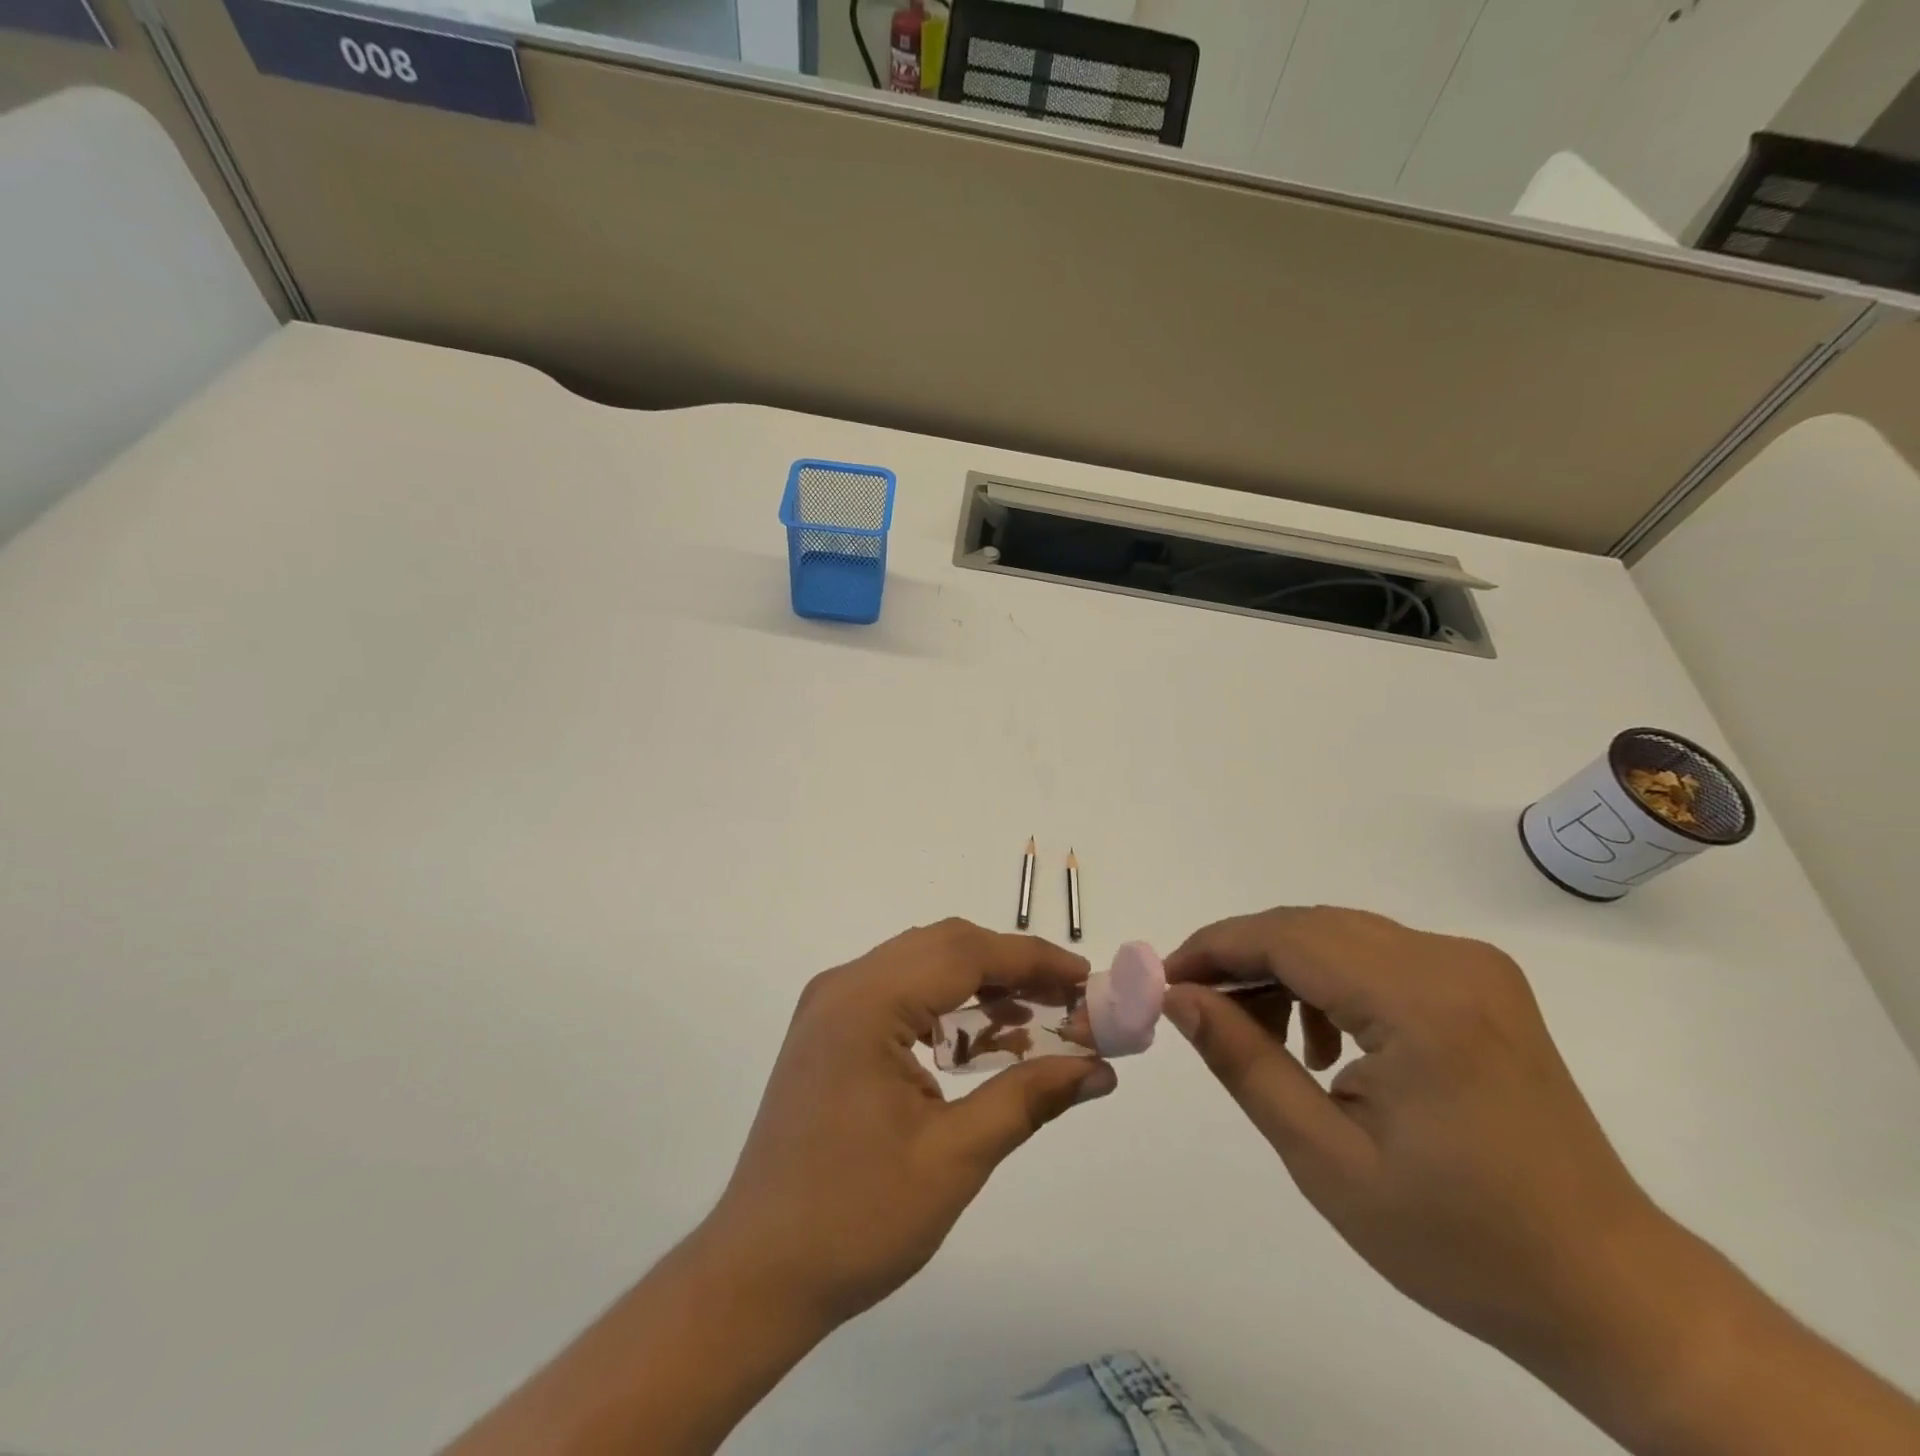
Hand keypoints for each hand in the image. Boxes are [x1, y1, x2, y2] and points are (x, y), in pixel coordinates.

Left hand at [702, 918, 1114, 1329]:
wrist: (756, 1275)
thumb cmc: (855, 1219)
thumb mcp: (954, 1157)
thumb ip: (1029, 1097)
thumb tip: (1100, 1070)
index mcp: (867, 1001)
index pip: (966, 952)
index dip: (1034, 959)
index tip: (1088, 979)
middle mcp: (844, 985)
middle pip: (945, 947)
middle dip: (1012, 969)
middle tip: (1071, 1003)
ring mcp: (831, 1006)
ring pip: (923, 966)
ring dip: (981, 986)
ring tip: (1040, 1021)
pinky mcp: (829, 1032)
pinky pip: (900, 994)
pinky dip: (947, 1008)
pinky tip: (983, 1043)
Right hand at [1162, 906, 1658, 1360]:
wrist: (1609, 1290)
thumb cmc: (1461, 1242)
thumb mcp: (1327, 1159)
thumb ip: (1244, 1062)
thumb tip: (1176, 996)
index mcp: (1422, 1003)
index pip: (1286, 938)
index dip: (1213, 949)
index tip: (1162, 982)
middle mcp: (1452, 961)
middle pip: (1310, 927)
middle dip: (1241, 959)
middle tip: (1196, 1009)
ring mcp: (1473, 967)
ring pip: (1339, 936)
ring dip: (1283, 971)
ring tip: (1260, 1039)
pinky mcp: (1480, 983)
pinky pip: (1376, 956)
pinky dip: (1328, 982)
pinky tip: (1324, 1045)